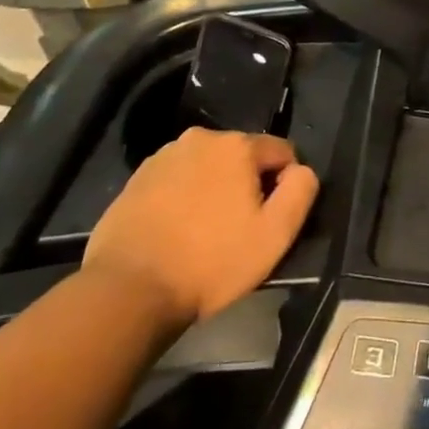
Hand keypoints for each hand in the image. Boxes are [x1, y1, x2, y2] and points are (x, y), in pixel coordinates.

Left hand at [83, 127, 318, 324]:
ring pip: (208, 168)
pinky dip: (183, 199)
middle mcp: (201, 138)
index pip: (282, 152)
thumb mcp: (275, 234)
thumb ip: (301, 191)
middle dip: (247, 185)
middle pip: (243, 157)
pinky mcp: (136, 179)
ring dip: (214, 190)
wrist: (128, 290)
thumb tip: (300, 170)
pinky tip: (176, 233)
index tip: (268, 221)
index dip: (283, 186)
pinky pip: (177, 181)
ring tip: (204, 234)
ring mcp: (164, 156)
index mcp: (237, 145)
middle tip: (237, 230)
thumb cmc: (211, 262)